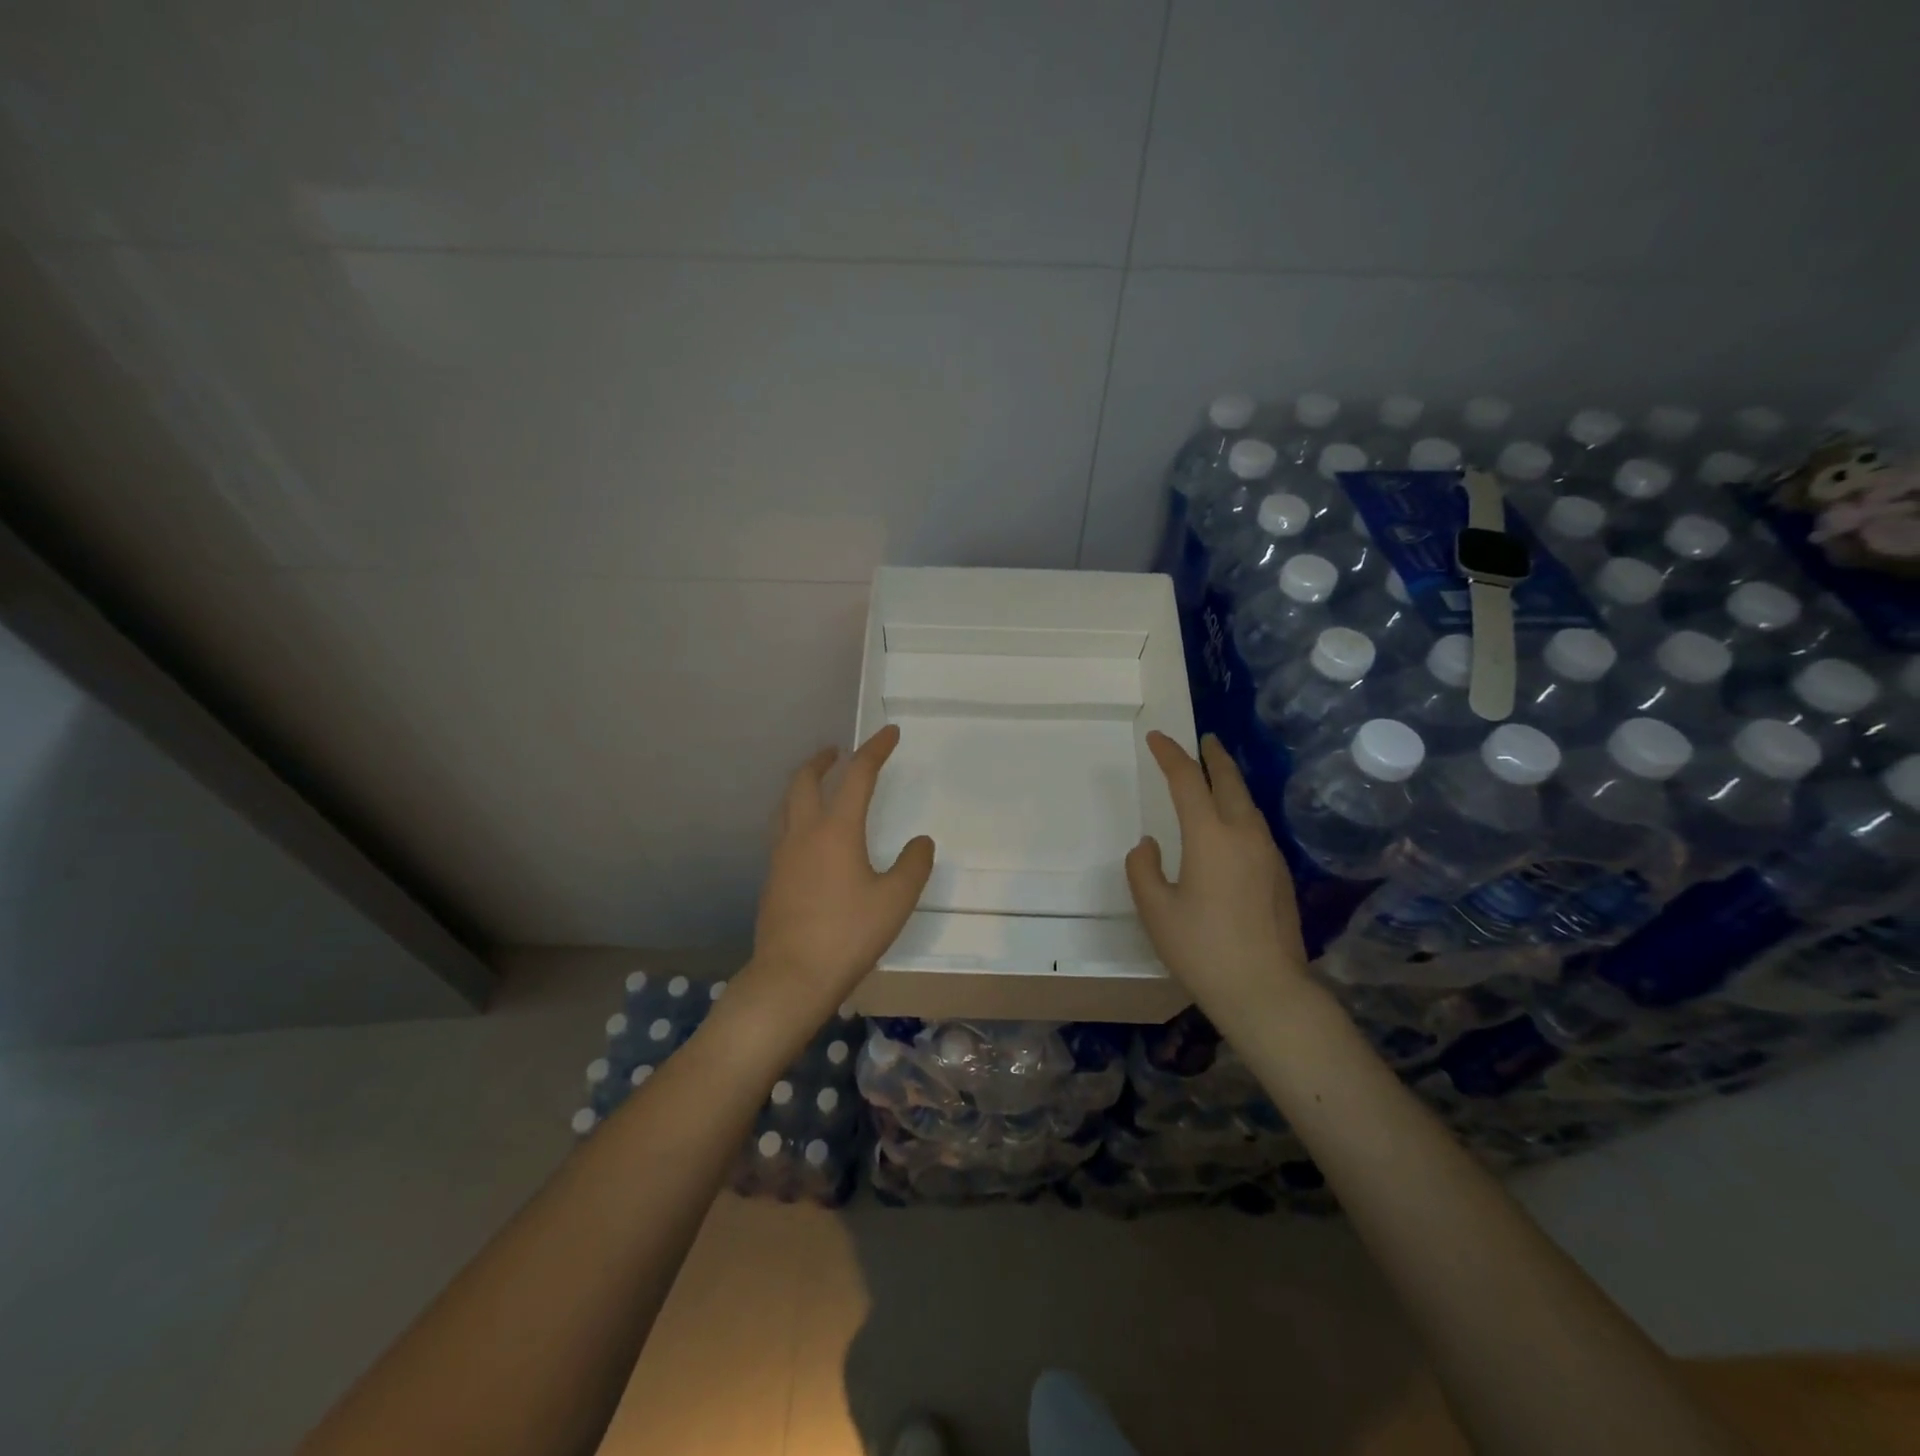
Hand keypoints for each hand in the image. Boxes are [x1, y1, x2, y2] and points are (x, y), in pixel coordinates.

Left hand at [742, 725, 934, 1026]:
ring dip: (804, 785)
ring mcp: (782, 855)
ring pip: (787, 804)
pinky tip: (809, 837)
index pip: (857, 775)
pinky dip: (797, 814)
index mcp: (836, 829)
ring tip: (820, 786)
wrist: (791, 977)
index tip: (889, 733)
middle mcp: (803, 833)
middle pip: (805, 780)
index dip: (875, 750)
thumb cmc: (848, 934)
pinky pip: (783, 830)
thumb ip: (913, 865)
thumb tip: (920, 842)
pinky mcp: (772, 878)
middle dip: (823, 760)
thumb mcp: (895, 900)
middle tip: (838, 752)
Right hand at [1126, 731, 1310, 1016]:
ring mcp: (1268, 854)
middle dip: (1214, 756)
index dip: (1170, 755)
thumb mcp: (1156, 910)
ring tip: (1217, 776)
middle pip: (1230, 781)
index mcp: (1210, 836)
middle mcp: (1244, 834)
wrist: (1267, 991)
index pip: (1187, 780)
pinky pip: (1257, 826)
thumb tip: (1150, 845)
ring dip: (1231, 782)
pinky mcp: (1280, 875)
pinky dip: (1240, 809)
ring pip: (1248, 803)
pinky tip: (1232, 824)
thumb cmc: (1203, 949)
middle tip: (1204, 740)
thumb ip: (1143, 869)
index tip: (1157, 738)